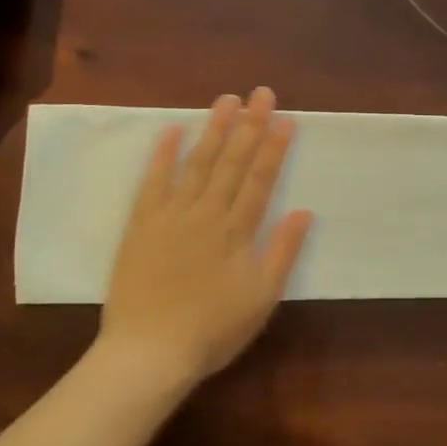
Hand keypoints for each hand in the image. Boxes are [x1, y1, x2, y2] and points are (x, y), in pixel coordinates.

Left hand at [100, 88, 313, 386]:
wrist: (149, 352)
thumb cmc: (212, 330)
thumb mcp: (261, 298)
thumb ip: (282, 252)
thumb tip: (305, 212)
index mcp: (237, 231)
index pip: (260, 178)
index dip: (274, 147)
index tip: (285, 117)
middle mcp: (206, 213)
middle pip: (232, 162)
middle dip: (249, 125)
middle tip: (261, 93)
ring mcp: (171, 215)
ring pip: (197, 163)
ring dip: (213, 130)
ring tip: (226, 100)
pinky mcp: (141, 224)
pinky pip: (153, 182)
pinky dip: (163, 155)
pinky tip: (172, 130)